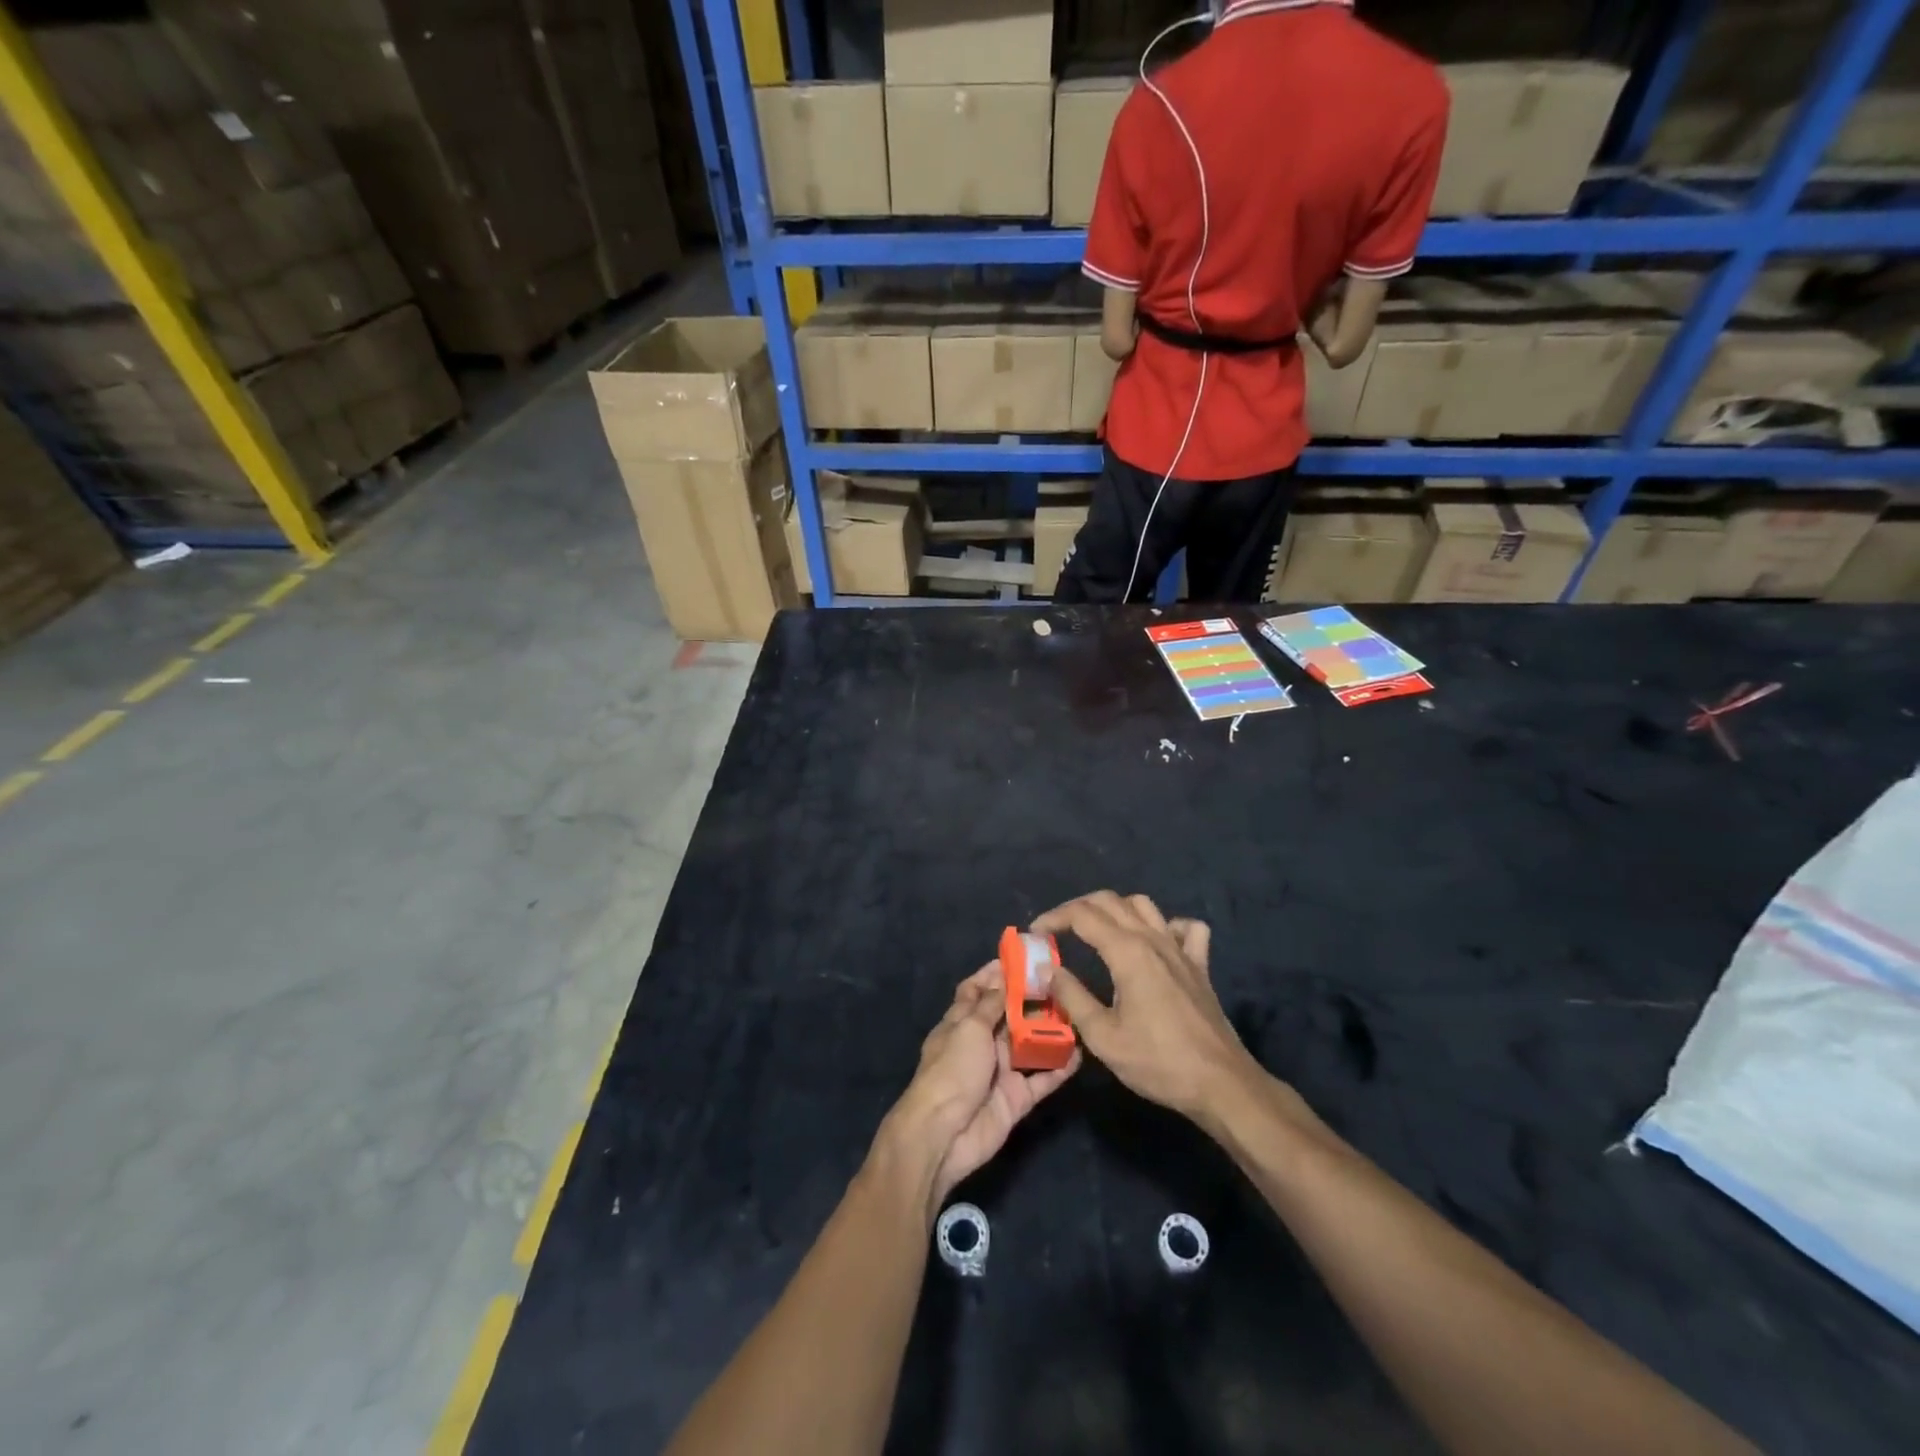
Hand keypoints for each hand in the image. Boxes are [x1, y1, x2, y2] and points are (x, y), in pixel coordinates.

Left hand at [883, 964, 1079, 1212]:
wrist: (944, 1134)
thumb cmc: (952, 1070)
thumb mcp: (969, 1028)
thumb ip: (991, 1005)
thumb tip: (1003, 979)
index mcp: (961, 1023)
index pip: (976, 991)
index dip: (993, 974)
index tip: (1019, 958)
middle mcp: (981, 1043)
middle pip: (1008, 1015)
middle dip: (1030, 999)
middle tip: (1060, 981)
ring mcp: (1000, 1071)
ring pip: (1029, 1045)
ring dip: (1049, 1030)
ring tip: (1076, 1010)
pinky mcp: (1017, 1098)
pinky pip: (1043, 1079)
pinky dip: (1060, 1067)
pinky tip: (1080, 1052)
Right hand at [1035, 891, 1264, 1124]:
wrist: (1221, 1083)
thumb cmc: (1158, 1062)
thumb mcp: (1103, 1037)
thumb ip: (1072, 997)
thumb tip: (1049, 970)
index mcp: (1128, 952)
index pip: (1082, 915)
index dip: (1054, 918)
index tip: (1035, 933)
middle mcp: (1153, 939)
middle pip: (1110, 901)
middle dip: (1078, 908)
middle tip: (1058, 930)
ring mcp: (1181, 949)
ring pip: (1144, 906)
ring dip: (1116, 909)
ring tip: (1097, 931)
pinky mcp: (1200, 965)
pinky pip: (1186, 928)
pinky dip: (1167, 926)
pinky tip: (1156, 942)